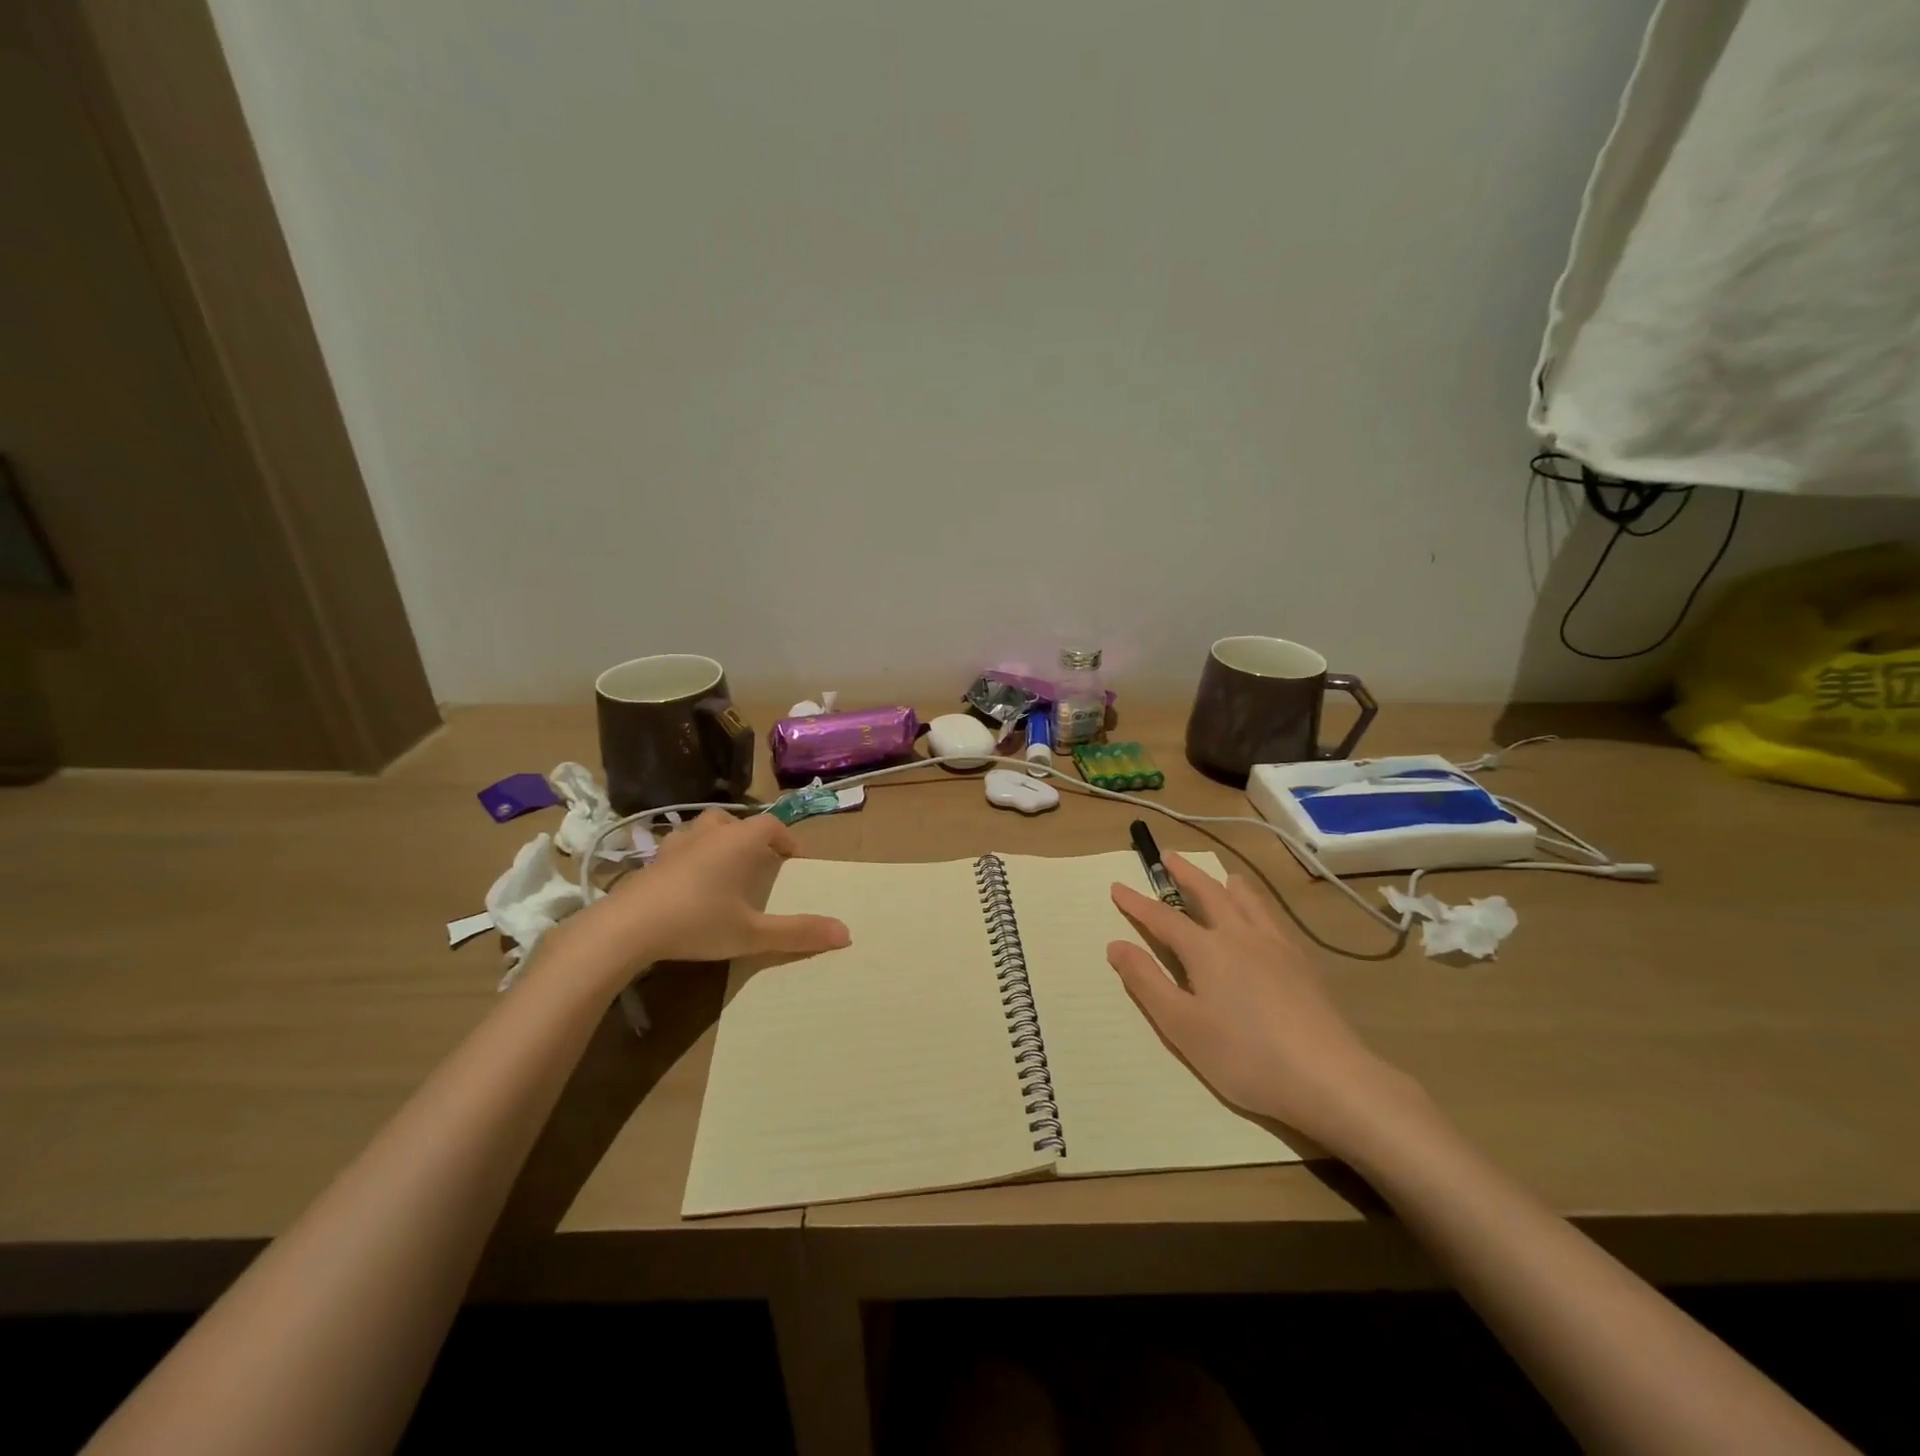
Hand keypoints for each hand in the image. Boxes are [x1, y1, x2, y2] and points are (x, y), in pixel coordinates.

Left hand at [570, 810, 849, 974]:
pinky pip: (680, 849)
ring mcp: (675, 844)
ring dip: (719, 842)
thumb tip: (846, 934)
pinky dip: (692, 858)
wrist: (627, 928)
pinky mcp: (651, 861)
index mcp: (738, 841)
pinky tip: (689, 885)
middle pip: (735, 821)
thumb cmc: (697, 921)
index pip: (771, 825)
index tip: (794, 859)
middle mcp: (709, 834)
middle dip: (751, 836)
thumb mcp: (752, 933)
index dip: (786, 839)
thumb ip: (797, 933)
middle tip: (758, 861)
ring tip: (725, 869)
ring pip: (704, 830)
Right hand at [1107, 855, 1423, 1154]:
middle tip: (1169, 856)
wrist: (1329, 1078)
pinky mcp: (1303, 964)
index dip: (1137, 903)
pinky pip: (1272, 918)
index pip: (1163, 917)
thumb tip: (1116, 945)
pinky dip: (1257, 905)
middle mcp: (1240, 935)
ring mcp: (1276, 946)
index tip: (1117, 886)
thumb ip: (1147, 982)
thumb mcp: (1182, 1026)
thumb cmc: (1245, 1056)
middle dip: (1184, 874)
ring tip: (1221, 874)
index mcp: (1206, 950)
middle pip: (1208, 893)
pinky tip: (1263, 918)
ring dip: (1226, 883)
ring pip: (1247, 900)